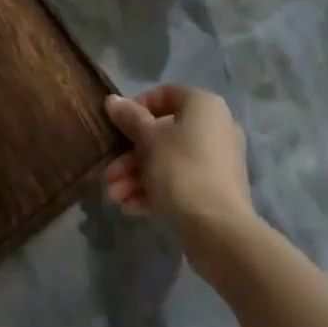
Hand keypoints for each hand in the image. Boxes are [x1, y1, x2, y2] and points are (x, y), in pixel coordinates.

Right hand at [103, 85, 253, 254]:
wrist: (219, 231)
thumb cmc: (181, 170)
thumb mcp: (148, 140)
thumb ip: (130, 118)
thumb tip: (112, 100)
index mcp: (203, 106)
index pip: (165, 95)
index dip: (137, 108)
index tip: (117, 126)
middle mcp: (214, 128)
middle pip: (163, 134)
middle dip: (130, 155)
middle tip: (109, 174)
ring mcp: (217, 162)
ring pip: (168, 161)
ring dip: (137, 176)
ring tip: (114, 196)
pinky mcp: (215, 192)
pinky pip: (180, 183)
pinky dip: (155, 191)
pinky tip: (130, 208)